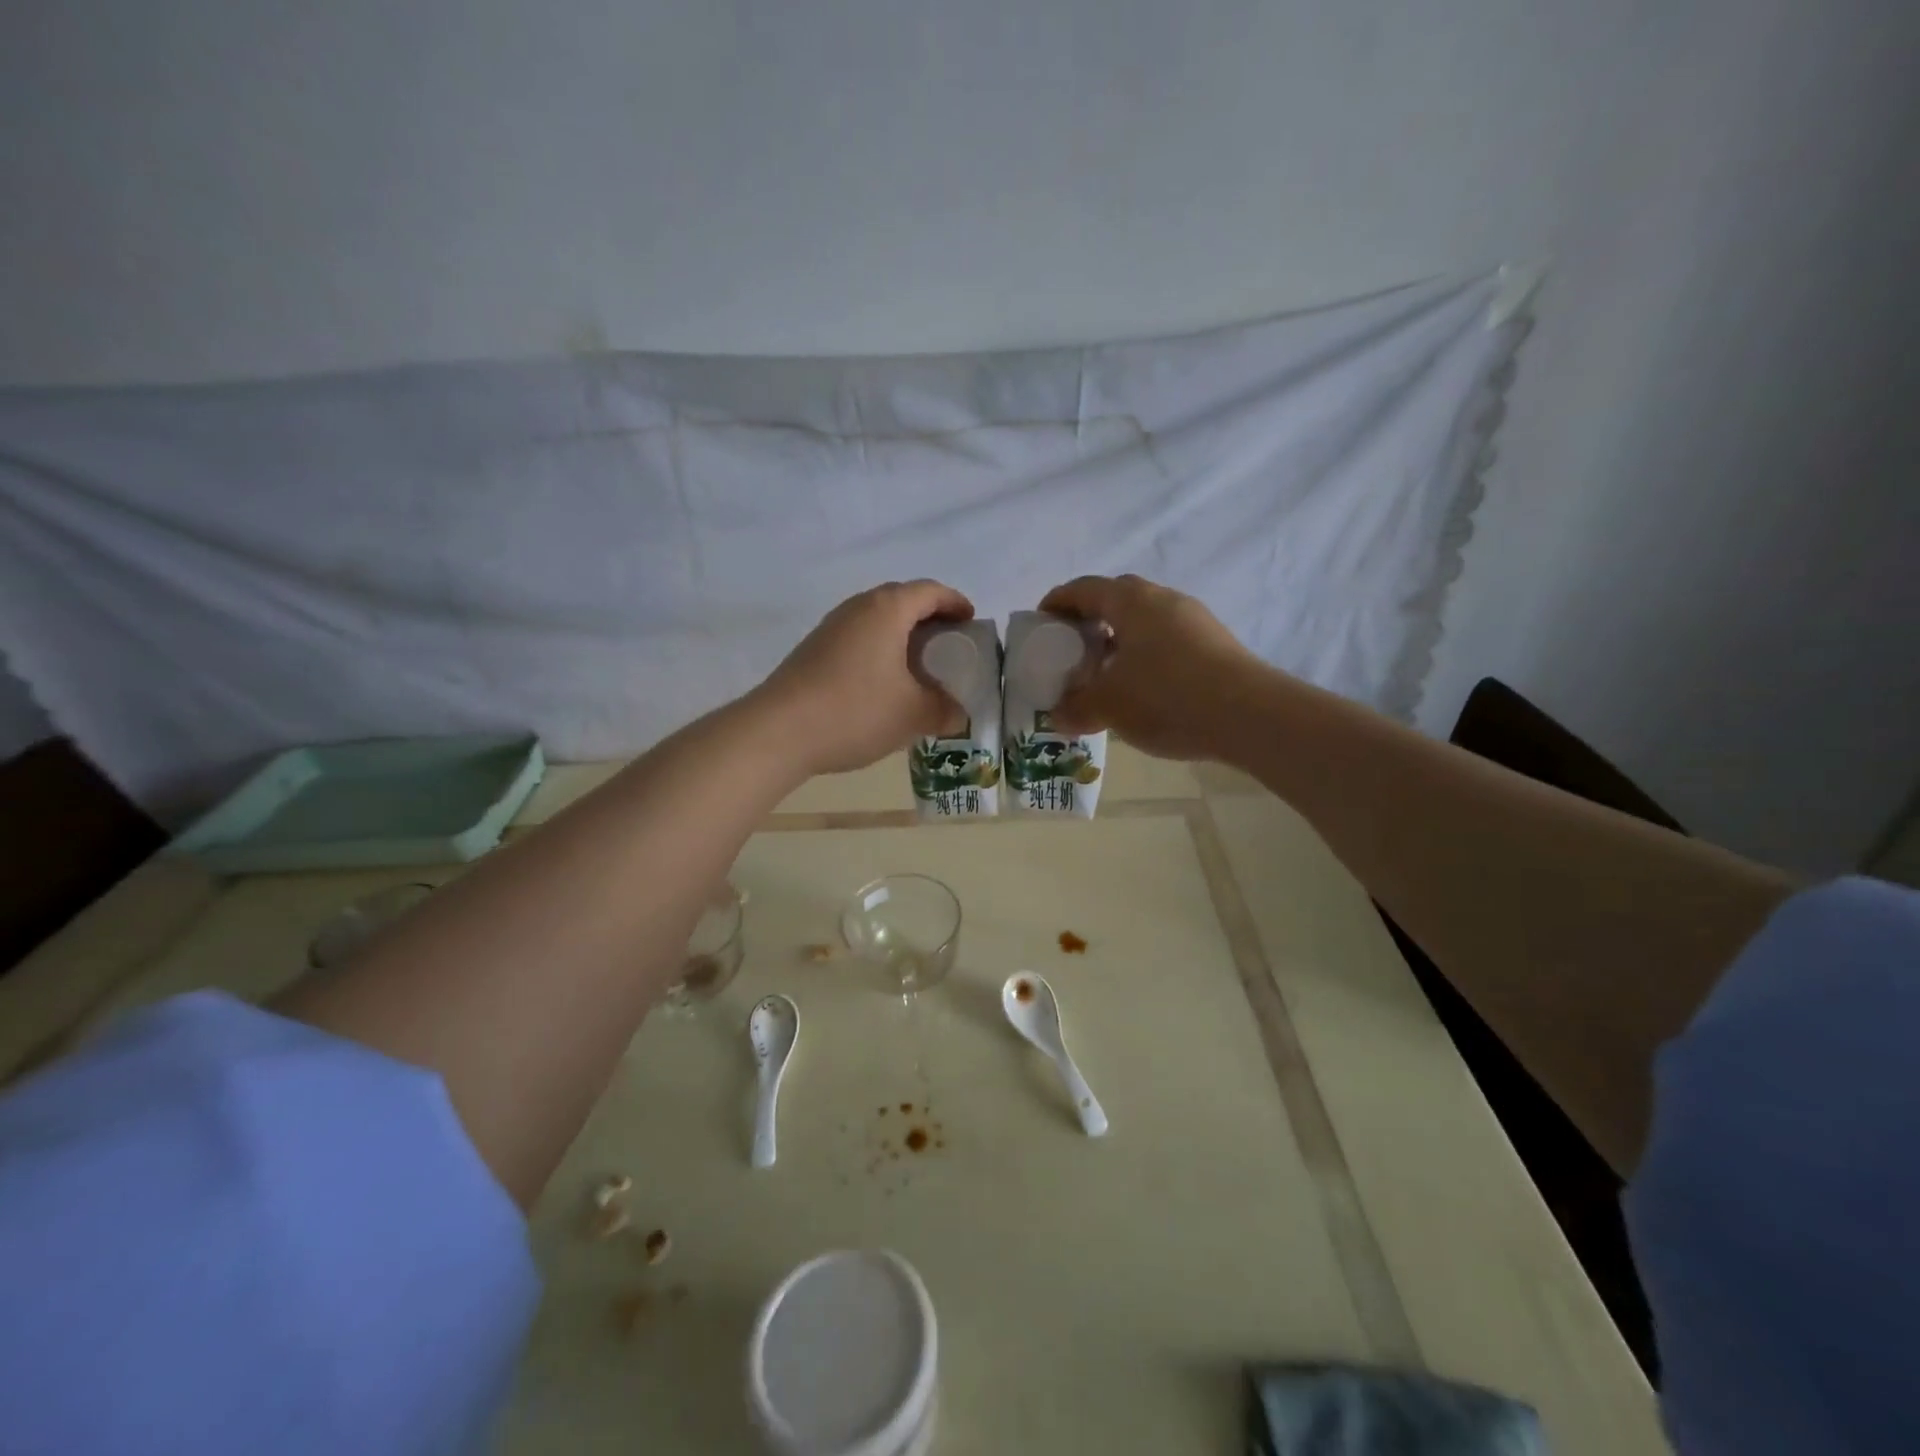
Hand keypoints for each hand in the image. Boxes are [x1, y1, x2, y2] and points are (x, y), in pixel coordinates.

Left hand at [759, 580, 973, 775]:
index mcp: (886, 609)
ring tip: (920, 667)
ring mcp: (830, 627)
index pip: (930, 591)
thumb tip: (958, 714)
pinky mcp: (813, 650)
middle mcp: (857, 607)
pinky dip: (880, 650)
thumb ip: (945, 710)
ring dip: (902, 636)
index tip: (971, 623)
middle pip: (902, 600)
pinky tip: (884, 684)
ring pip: (877, 621)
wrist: (778, 731)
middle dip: (930, 619)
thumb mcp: (913, 714)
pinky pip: (858, 638)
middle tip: (950, 646)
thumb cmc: (855, 711)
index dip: (956, 603)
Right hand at [1039, 574, 1267, 761]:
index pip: (1083, 588)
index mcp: (1131, 601)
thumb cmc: (1166, 697)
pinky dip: (1145, 655)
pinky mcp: (1215, 644)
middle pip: (1116, 599)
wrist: (1250, 716)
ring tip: (1104, 673)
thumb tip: (1058, 716)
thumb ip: (1075, 707)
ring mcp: (1194, 620)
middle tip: (1071, 648)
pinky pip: (1167, 640)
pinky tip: (1142, 688)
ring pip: (1145, 621)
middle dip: (1089, 619)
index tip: (1040, 621)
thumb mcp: (1108, 706)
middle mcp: (1163, 599)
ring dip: (1119, 640)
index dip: (1057, 602)